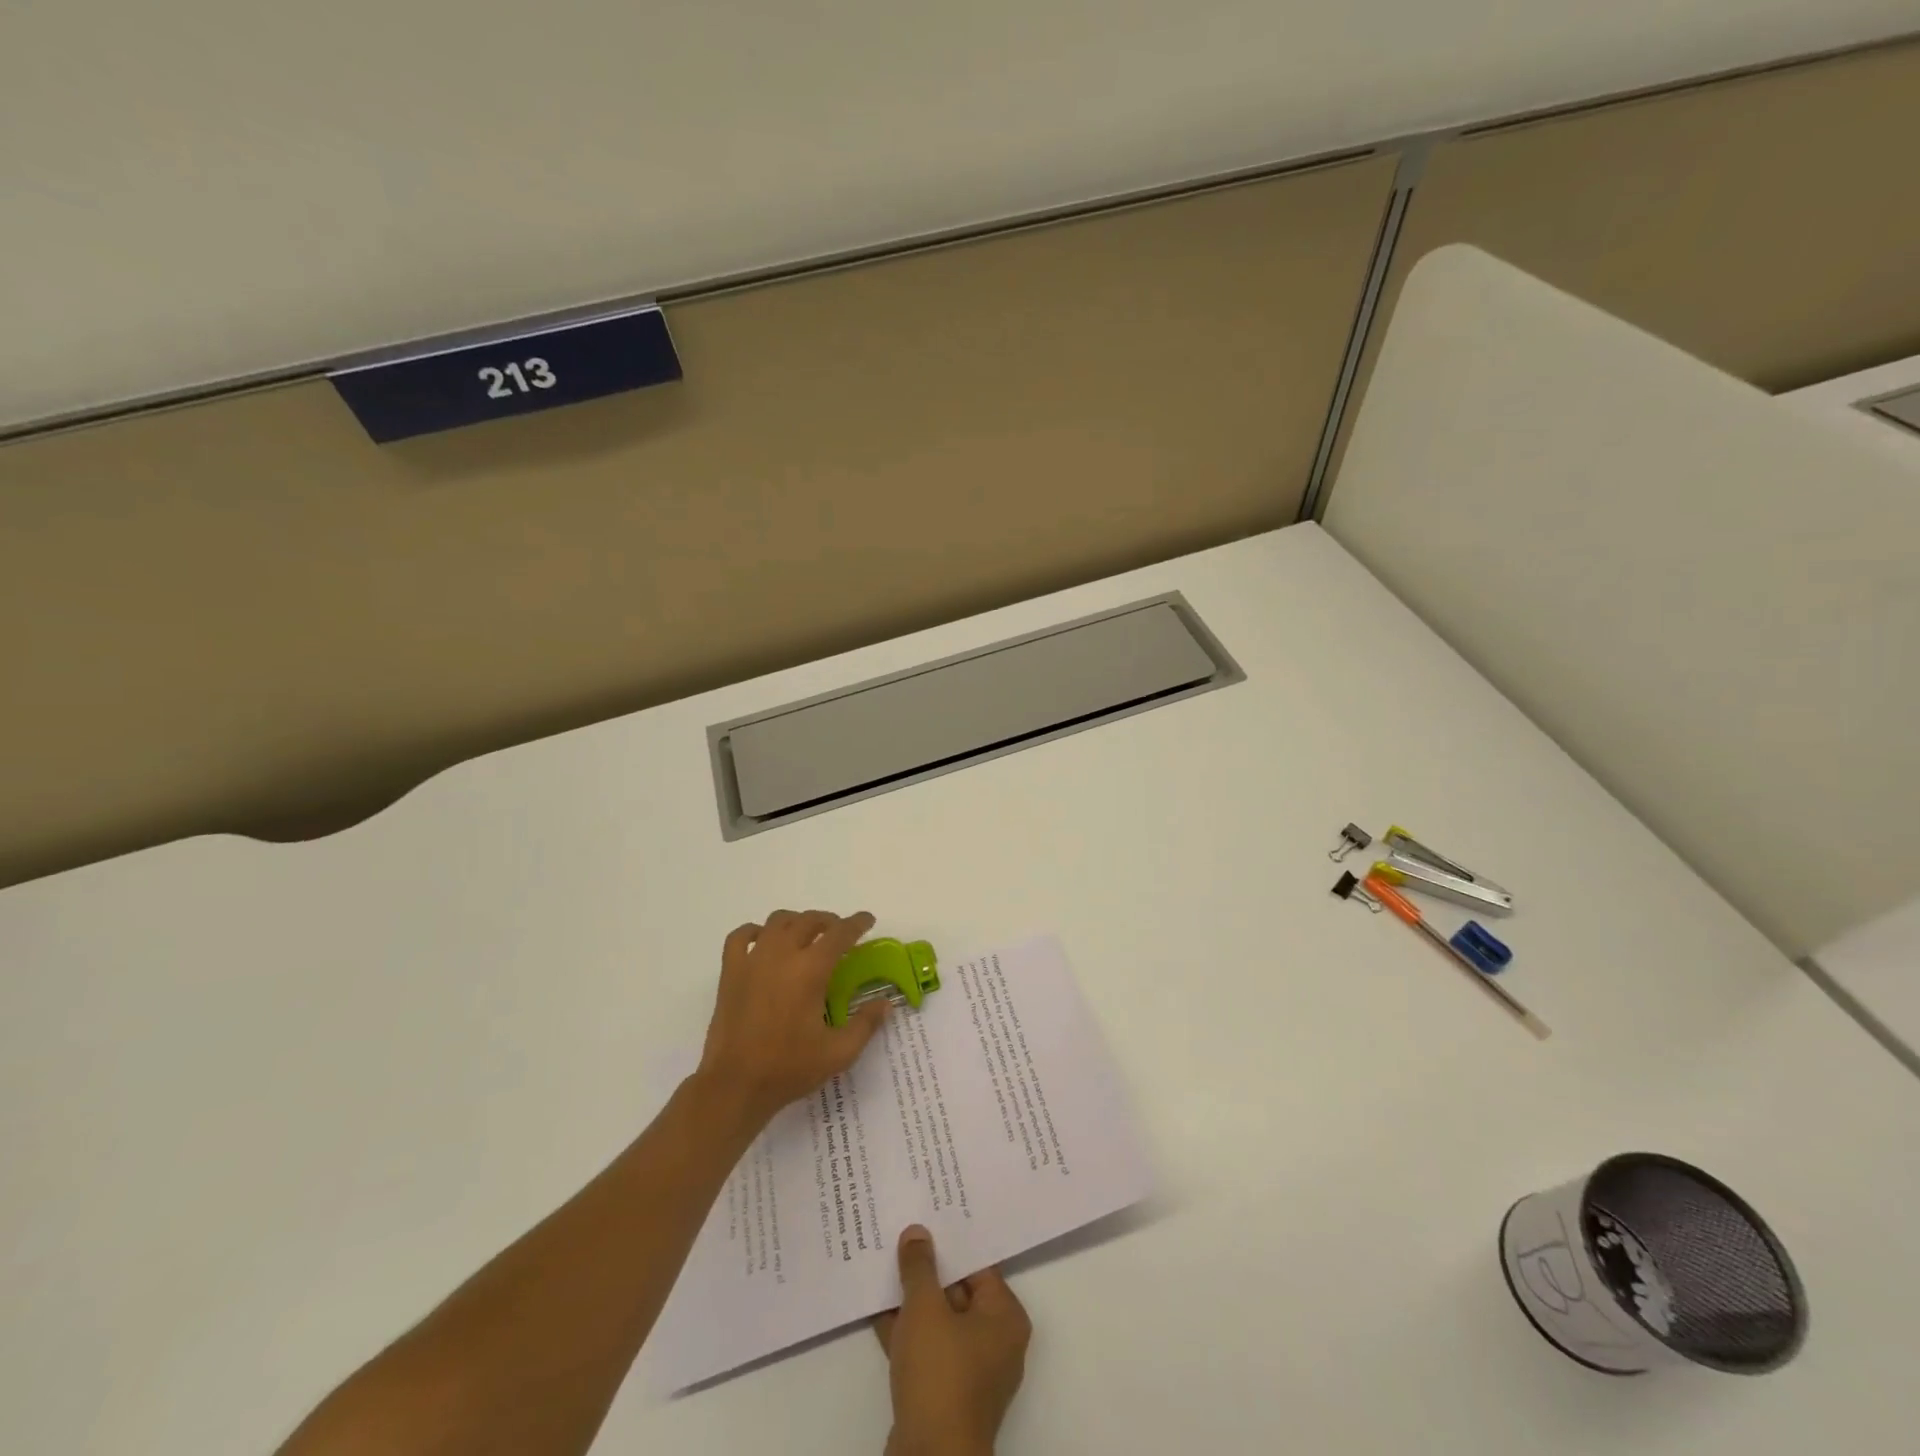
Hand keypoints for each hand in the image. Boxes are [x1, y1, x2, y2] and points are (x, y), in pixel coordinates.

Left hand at [695, 909, 888, 1128]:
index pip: (840, 933)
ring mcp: (753, 960)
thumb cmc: (788, 1068)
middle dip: (828, 921)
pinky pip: (740, 936)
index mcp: (810, 970)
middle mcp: (782, 955)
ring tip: (805, 934)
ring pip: (777, 921)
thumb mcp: (838, 1053)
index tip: (867, 920)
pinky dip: (754, 931)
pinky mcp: (730, 972)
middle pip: (808, 921)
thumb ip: (865, 1024)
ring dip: (796, 921)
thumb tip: (885, 1003)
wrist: (735, 1085)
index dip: (857, 923)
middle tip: (839, 932)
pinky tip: (763, 940)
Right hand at [875, 1226, 1030, 1455]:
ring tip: (883, 1265)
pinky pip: (926, 1349)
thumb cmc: (940, 1373)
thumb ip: (920, 1267)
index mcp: (1005, 1317)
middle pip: (958, 1292)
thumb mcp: (925, 1308)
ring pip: (938, 1321)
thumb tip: (917, 1232)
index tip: (928, 1217)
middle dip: (928, 1270)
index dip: (950, 1242)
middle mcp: (995, 1342)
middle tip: (901, 1235)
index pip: (978, 1266)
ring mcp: (971, 1372)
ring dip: (912, 1301)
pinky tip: (876, 1308)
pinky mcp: (945, 1395)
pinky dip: (905, 1331)